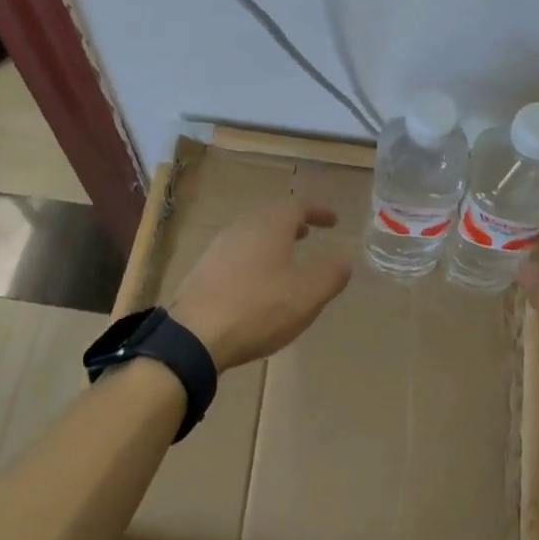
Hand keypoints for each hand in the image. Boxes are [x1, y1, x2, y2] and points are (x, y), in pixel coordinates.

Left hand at [169, 201, 352, 371]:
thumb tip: (345, 260)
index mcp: (270, 225)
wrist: (193, 334)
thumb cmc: (258, 308)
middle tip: (309, 234)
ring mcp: (219, 246)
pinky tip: (257, 282)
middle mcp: (243, 226)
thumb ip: (330, 275)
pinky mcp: (204, 268)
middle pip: (271, 215)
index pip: (298, 205)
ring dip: (272, 240)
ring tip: (286, 258)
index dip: (318, 211)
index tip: (334, 221)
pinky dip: (254, 257)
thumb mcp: (306, 295)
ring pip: (252, 233)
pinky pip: (237, 252)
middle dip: (293, 223)